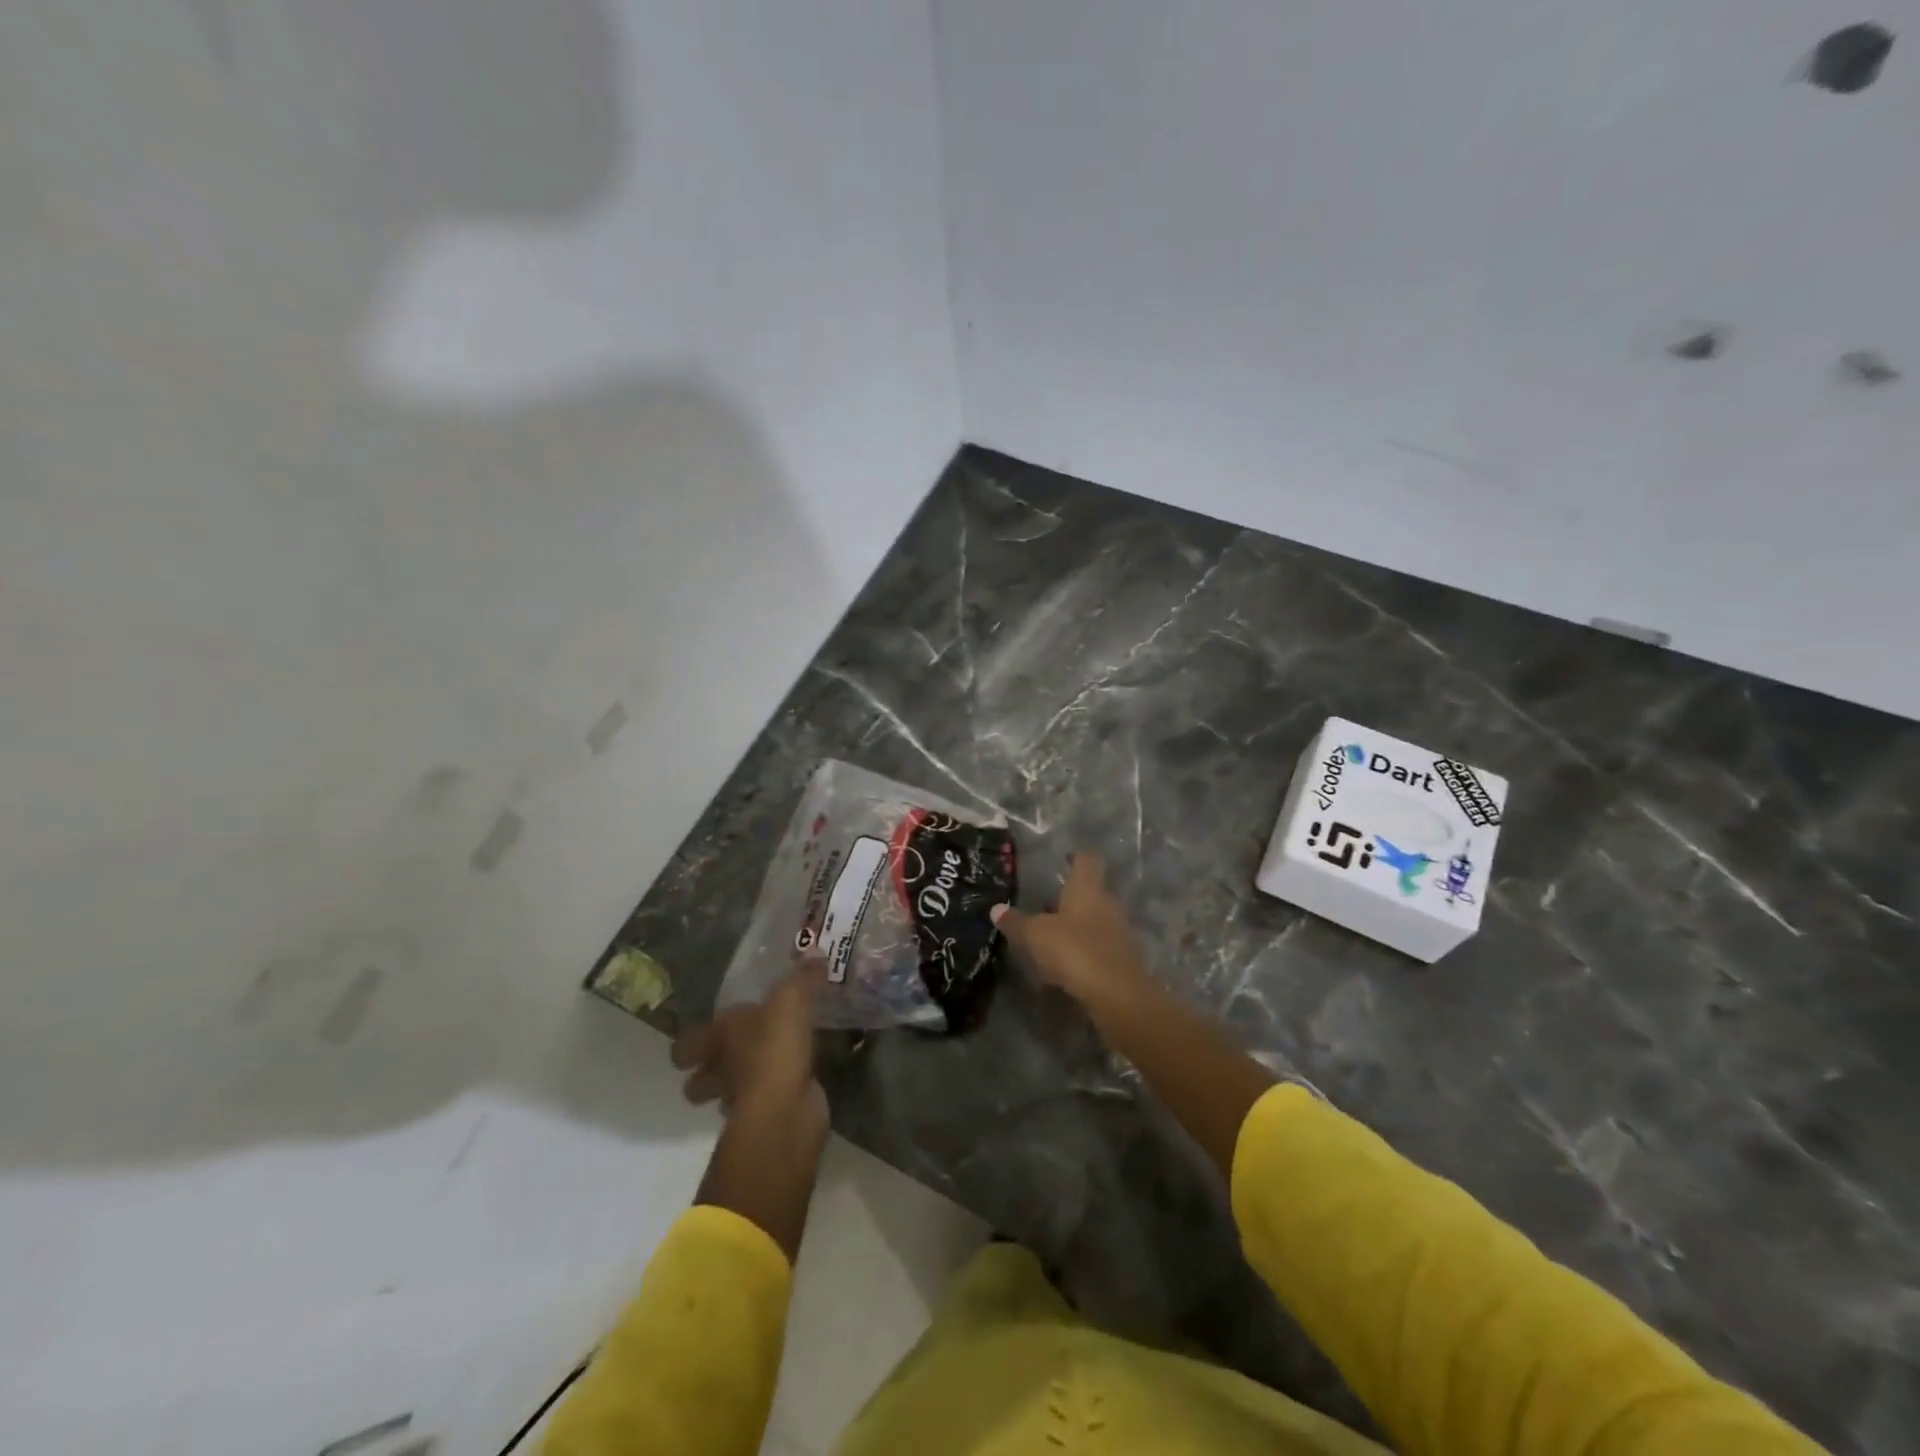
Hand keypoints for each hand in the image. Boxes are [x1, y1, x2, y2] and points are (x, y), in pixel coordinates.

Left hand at [672, 961, 826, 1126]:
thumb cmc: (774, 1049)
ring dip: (742, 1084)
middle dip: (711, 1072)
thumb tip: (817, 954)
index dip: (690, 1045)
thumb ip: (802, 978)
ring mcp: (742, 1099)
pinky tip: (794, 1080)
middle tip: (733, 1055)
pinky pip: (767, 1102)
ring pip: (730, 1094)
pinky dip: (776, 1093)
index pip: (686, 1047)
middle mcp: (722, 1070)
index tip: (701, 1039)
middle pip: (700, 1080)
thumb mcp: (791, 1001)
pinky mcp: (768, 1116)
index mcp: (718, 1039)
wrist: (785, 1110)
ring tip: (767, 1065)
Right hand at [992, 853, 1151, 1012]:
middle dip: (1070, 896)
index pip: (1087, 860)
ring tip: (1051, 936)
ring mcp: (1118, 931)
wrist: (1117, 995)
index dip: (1075, 856)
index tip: (1062, 858)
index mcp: (1087, 889)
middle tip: (1046, 903)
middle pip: (1091, 891)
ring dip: (1076, 924)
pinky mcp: (1122, 958)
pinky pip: (1099, 945)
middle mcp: (1107, 903)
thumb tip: (996, 909)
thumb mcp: (1035, 935)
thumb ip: (1015, 921)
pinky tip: (1066, 964)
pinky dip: (1084, 949)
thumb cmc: (1074, 950)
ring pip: (1095, 919)